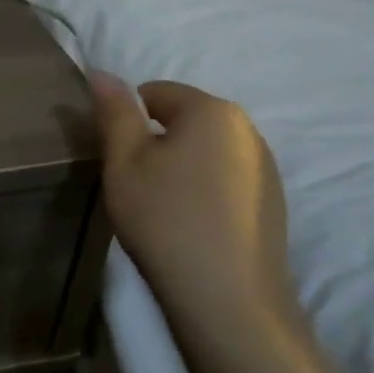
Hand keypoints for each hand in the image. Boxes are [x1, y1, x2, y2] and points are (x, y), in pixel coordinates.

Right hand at [90, 73, 343, 372]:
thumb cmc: (166, 219)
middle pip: (184, 120)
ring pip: (204, 151)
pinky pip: (224, 179)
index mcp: (214, 111)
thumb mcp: (124, 160)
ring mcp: (266, 169)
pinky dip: (201, 190)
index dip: (126, 120)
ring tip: (161, 208)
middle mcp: (248, 131)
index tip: (116, 158)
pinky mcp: (272, 204)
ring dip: (178, 166)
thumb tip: (101, 71)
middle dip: (154, 142)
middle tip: (134, 183)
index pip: (155, 92)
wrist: (228, 301)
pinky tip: (189, 225)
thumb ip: (114, 111)